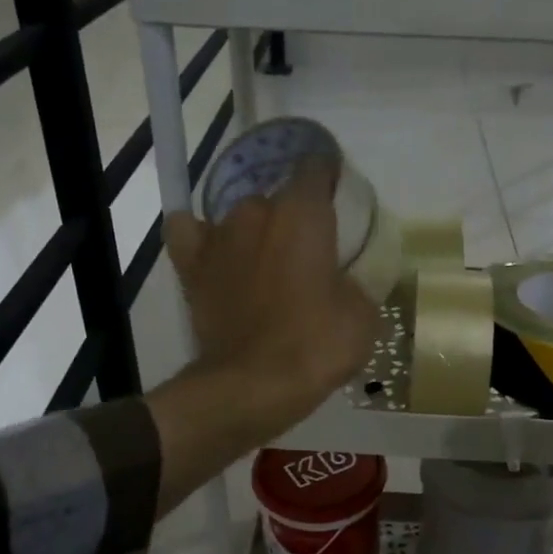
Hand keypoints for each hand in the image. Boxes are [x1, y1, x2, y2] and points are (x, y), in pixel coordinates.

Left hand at [163, 154, 379, 445]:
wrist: (251, 387)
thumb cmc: (315, 346)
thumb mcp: (363, 315)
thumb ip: (356, 280)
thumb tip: (343, 278)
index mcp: (303, 214)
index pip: (316, 166)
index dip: (329, 179)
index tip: (341, 201)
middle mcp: (256, 211)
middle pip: (279, 196)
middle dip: (295, 216)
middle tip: (311, 250)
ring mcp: (218, 236)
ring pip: (241, 216)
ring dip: (257, 232)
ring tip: (269, 263)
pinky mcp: (191, 265)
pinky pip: (189, 232)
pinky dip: (203, 236)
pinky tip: (217, 250)